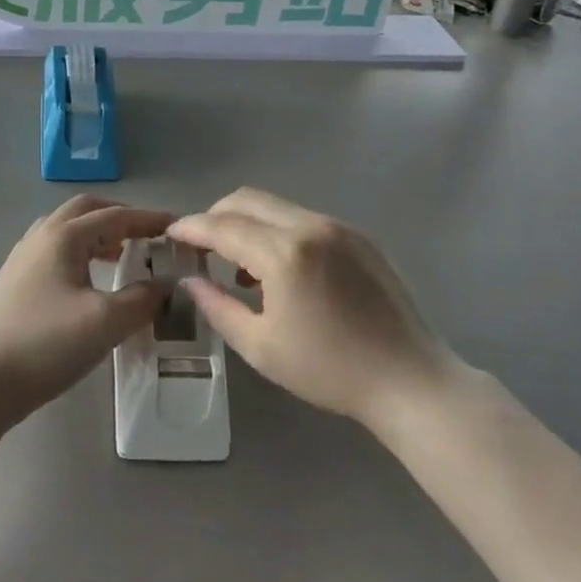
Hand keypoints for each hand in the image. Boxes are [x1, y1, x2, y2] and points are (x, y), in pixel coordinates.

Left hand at [0, 195, 172, 423]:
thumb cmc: (45, 344)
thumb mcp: (105, 322)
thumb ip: (142, 299)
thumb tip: (165, 284)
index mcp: (63, 236)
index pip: (116, 216)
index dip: (149, 219)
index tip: (177, 226)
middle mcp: (40, 237)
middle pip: (86, 211)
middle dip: (119, 217)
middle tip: (147, 235)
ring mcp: (22, 259)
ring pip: (66, 231)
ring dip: (97, 235)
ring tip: (121, 256)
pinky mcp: (13, 283)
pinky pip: (54, 252)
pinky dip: (79, 254)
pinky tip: (88, 283)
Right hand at [169, 188, 452, 431]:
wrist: (410, 380)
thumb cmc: (330, 371)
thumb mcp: (261, 347)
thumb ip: (218, 307)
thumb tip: (191, 281)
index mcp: (285, 253)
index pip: (223, 226)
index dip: (191, 228)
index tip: (169, 234)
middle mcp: (311, 226)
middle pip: (247, 200)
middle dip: (216, 216)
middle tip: (200, 247)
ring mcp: (340, 227)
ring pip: (277, 207)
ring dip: (248, 224)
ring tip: (240, 267)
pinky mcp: (360, 236)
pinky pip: (305, 220)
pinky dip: (279, 232)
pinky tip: (282, 271)